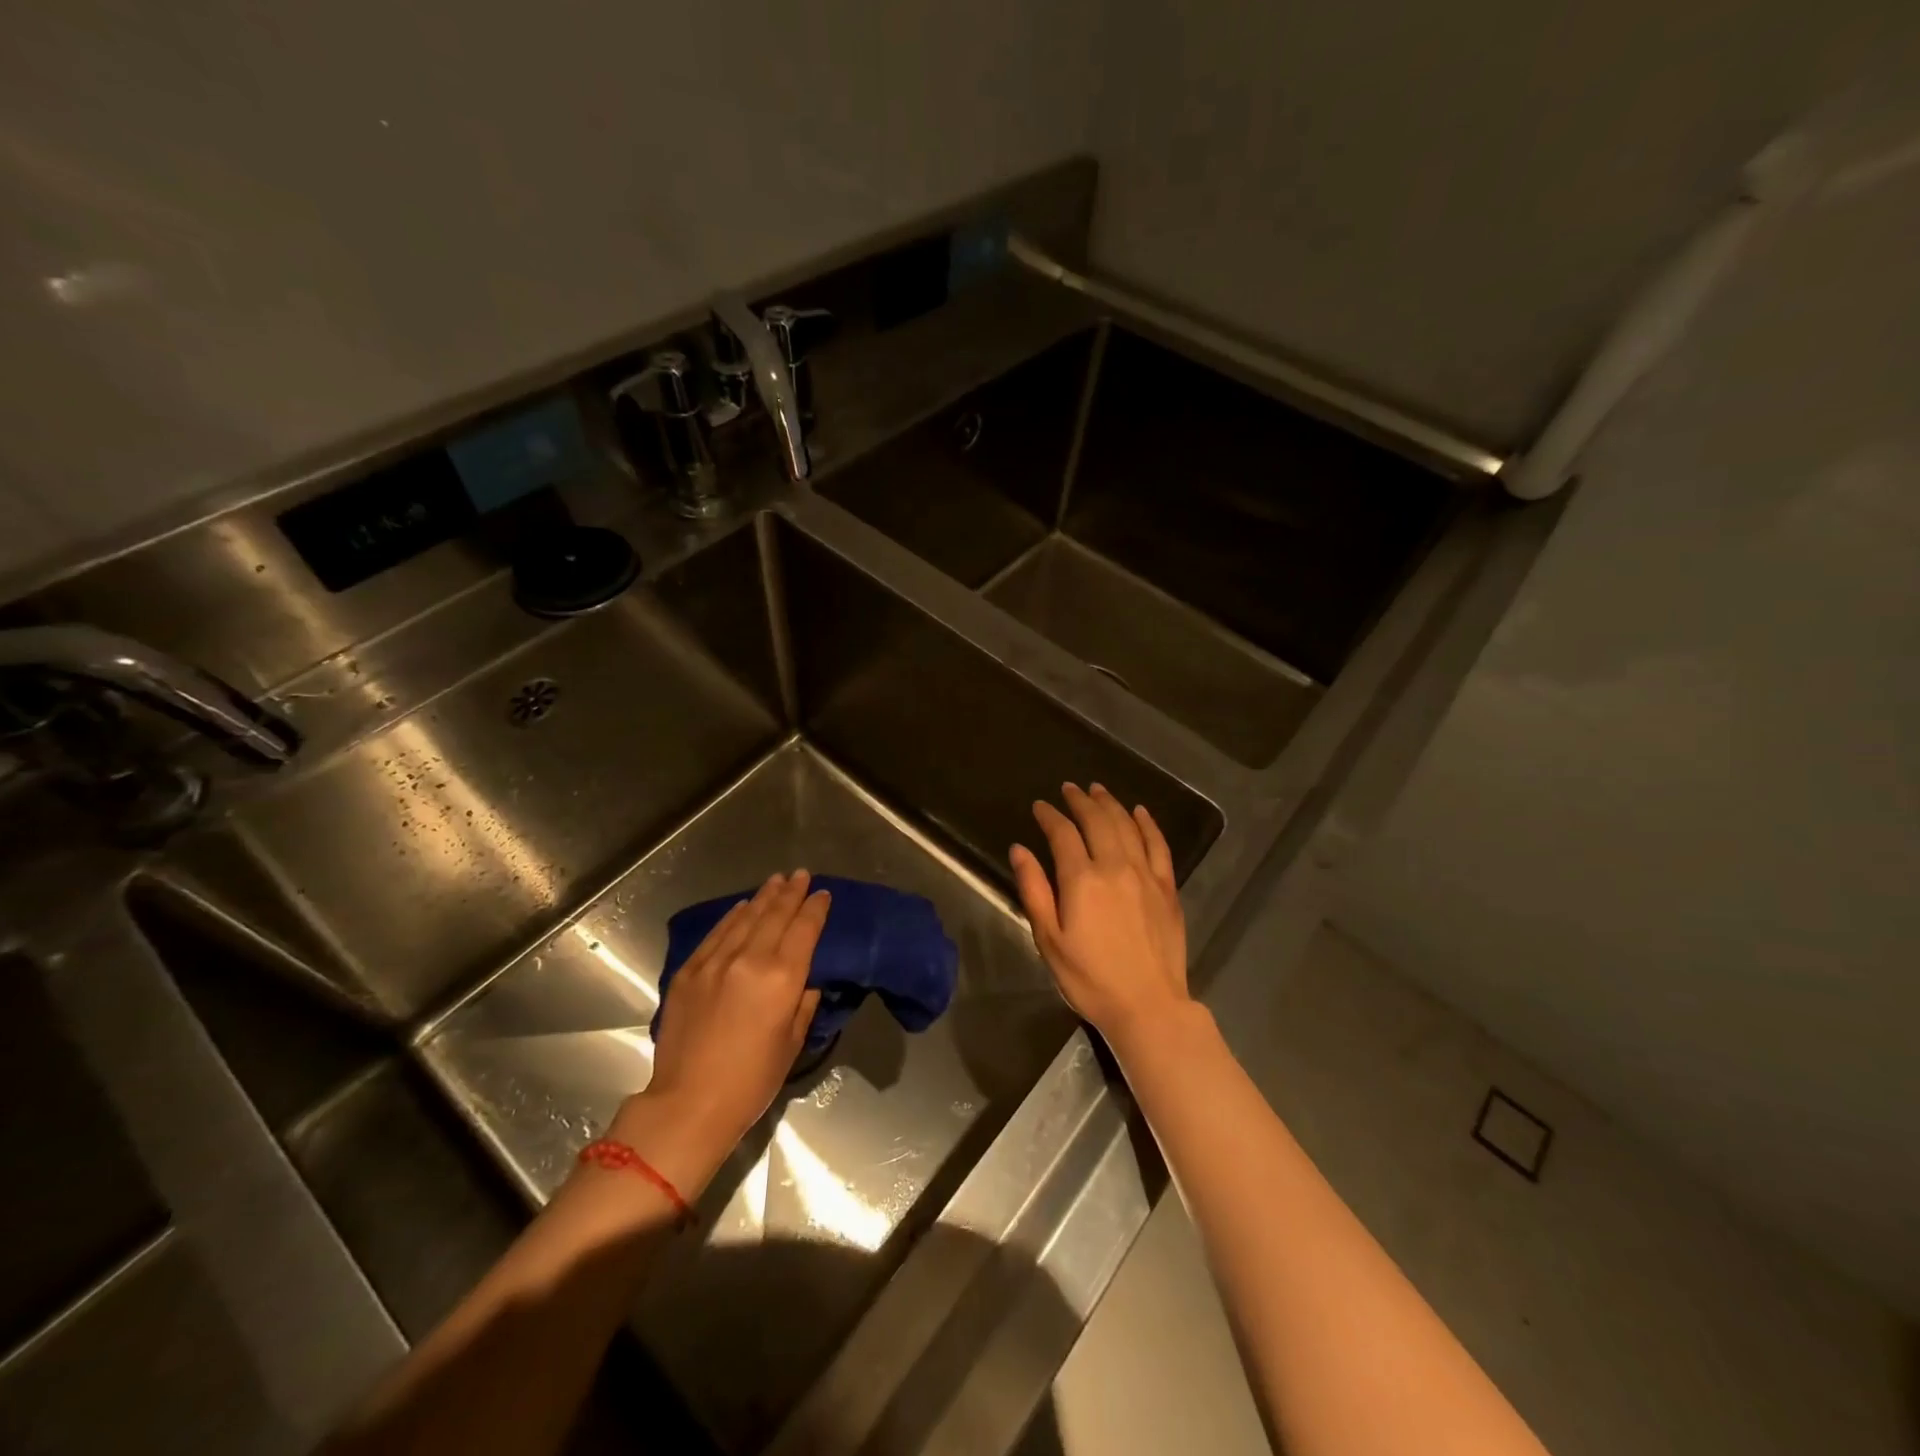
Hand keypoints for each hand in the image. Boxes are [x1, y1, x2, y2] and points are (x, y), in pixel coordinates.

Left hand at [624, 872, 828, 1183]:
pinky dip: (732, 916)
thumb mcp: (792, 1042)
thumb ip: (803, 1002)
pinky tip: (741, 907)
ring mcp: (715, 962)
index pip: (804, 929)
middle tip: (801, 874)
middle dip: (791, 892)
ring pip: (745, 918)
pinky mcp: (689, 971)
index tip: (823, 894)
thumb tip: (805, 979)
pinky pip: (716, 934)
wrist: (689, 1103)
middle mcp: (750, 959)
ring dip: (763, 897)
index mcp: (782, 978)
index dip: (816, 908)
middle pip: (775, 915)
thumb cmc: (752, 1081)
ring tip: (776, 881)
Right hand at [1009, 784, 1190, 1051]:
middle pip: (1097, 821)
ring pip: (1127, 826)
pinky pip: (1159, 845)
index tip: (1040, 806)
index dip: (1050, 816)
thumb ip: (1034, 890)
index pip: (1063, 834)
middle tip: (1070, 788)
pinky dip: (1148, 824)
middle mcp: (1115, 867)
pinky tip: (1140, 812)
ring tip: (1098, 790)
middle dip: (1081, 801)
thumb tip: (1020, 849)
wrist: (1148, 1006)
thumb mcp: (1049, 939)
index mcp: (1082, 880)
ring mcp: (1146, 875)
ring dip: (1111, 804)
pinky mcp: (1167, 888)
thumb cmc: (1089, 978)